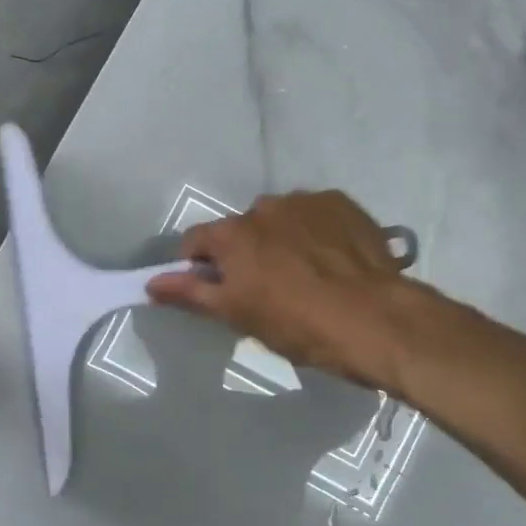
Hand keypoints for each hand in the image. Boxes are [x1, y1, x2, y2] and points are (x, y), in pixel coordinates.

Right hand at [146, 191, 415, 392]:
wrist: (373, 318)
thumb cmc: (297, 324)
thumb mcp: (238, 315)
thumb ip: (191, 294)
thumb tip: (152, 283)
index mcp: (233, 234)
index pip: (197, 241)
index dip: (200, 266)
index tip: (217, 288)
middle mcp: (264, 207)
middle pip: (242, 229)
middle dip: (247, 252)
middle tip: (269, 286)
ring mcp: (306, 201)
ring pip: (281, 219)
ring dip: (283, 238)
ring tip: (308, 272)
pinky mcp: (341, 203)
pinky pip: (317, 215)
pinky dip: (317, 231)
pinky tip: (334, 259)